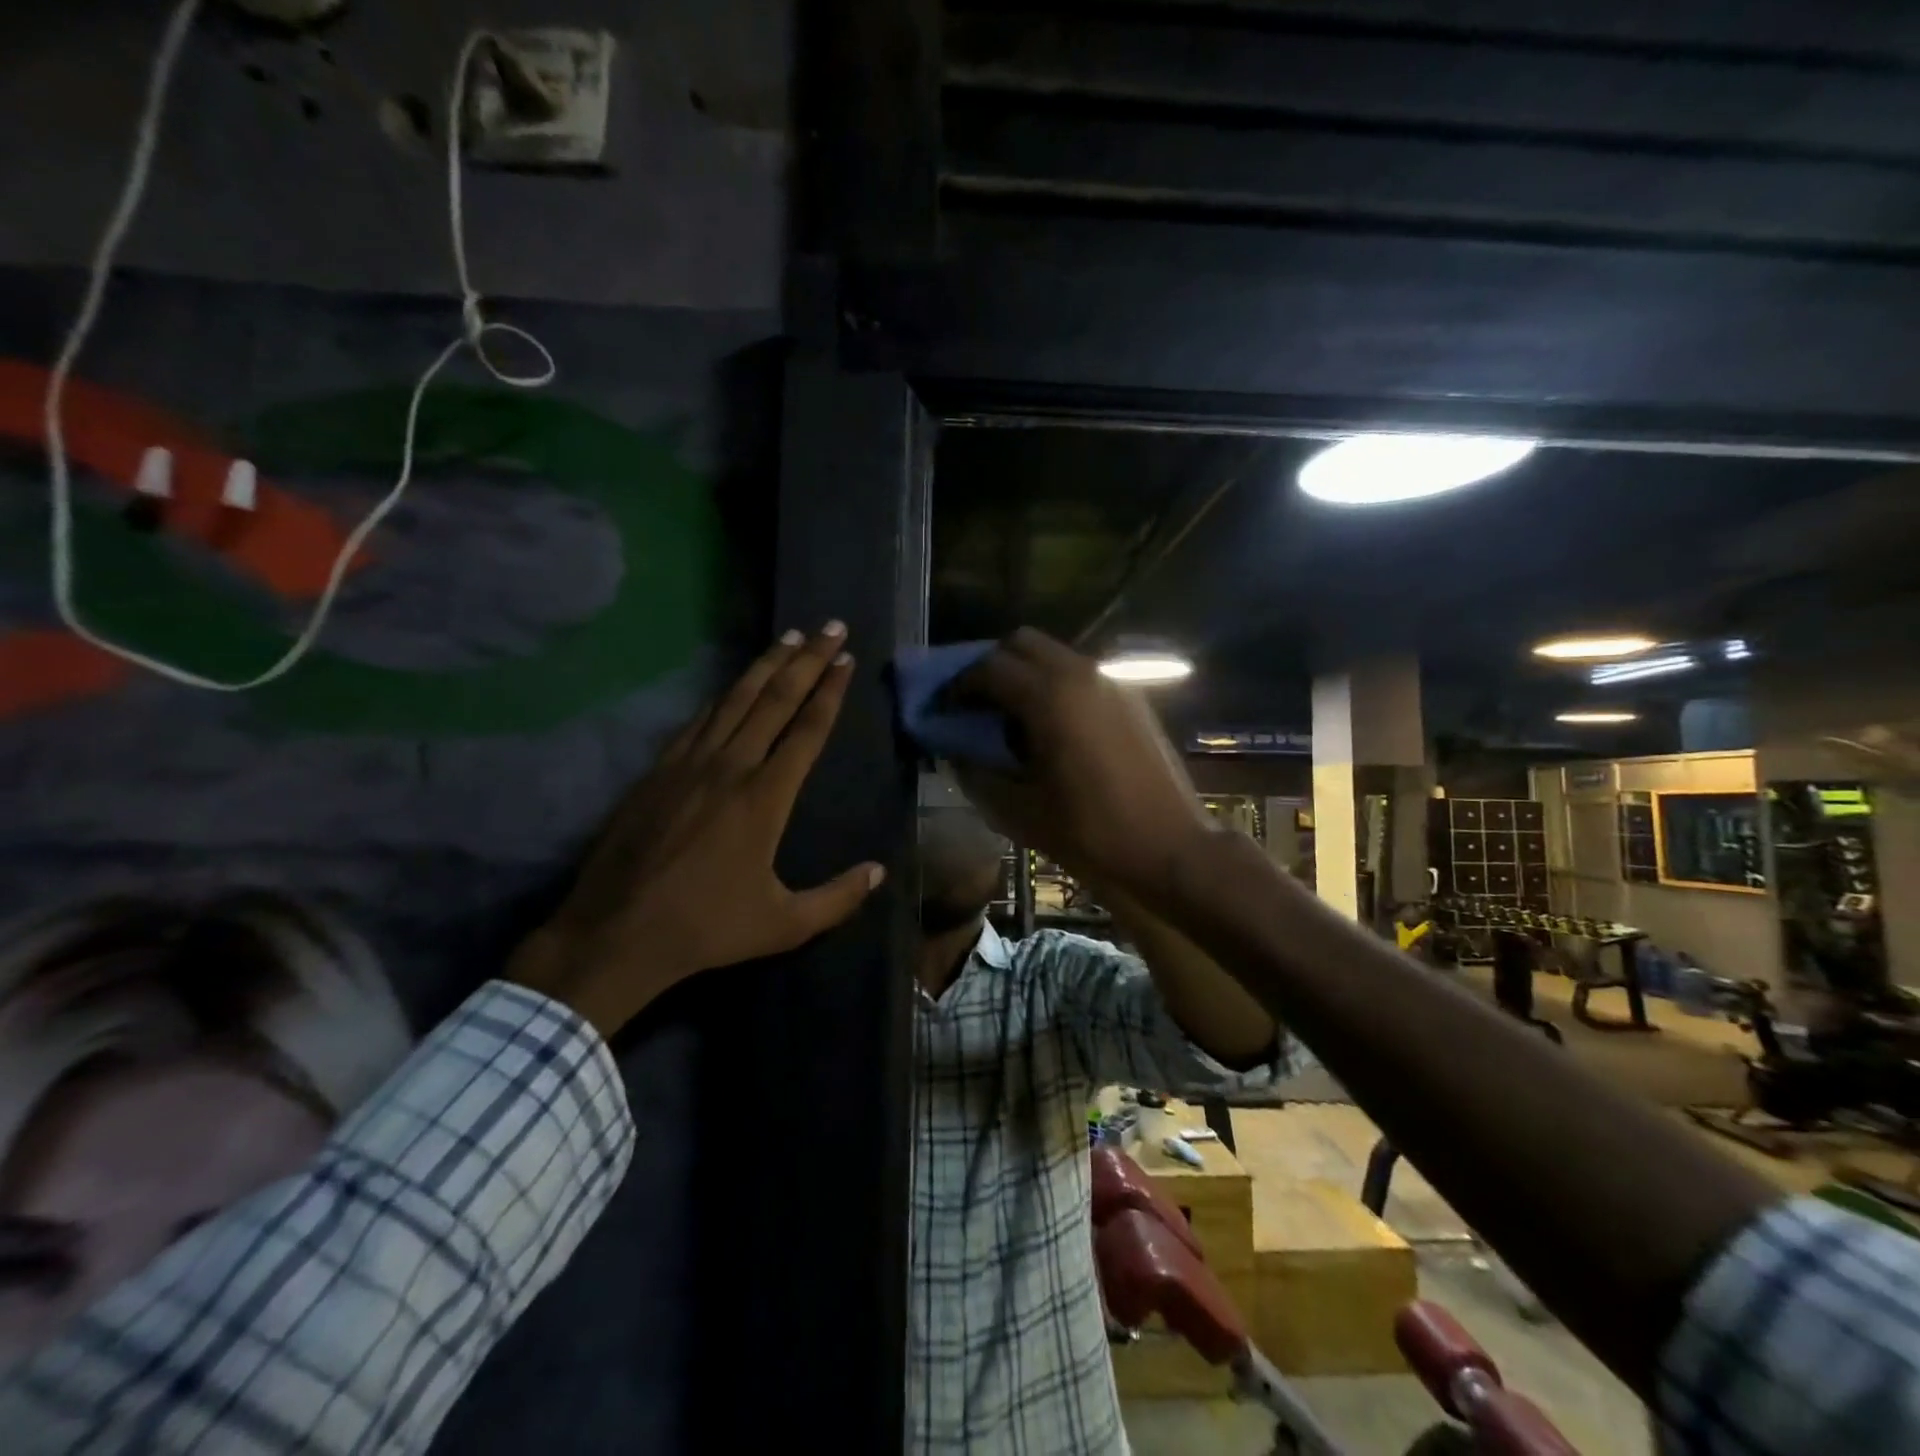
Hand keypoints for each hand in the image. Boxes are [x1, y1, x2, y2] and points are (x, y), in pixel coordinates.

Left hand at [508, 624, 883, 1036]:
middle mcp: (729, 767)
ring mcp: (688, 764)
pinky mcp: (657, 771)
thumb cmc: (706, 928)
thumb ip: (837, 898)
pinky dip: (722, 695)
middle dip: (807, 660)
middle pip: (775, 700)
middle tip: (830, 626)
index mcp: (764, 798)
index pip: (806, 730)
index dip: (829, 691)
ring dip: (765, 665)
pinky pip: (699, 720)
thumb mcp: (784, 924)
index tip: (845, 659)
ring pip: (734, 700)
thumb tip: (879, 871)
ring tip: (789, 636)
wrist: (616, 933)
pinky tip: (733, 684)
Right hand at [954, 628, 1217, 897]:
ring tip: (1012, 716)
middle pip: (1022, 643)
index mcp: (1049, 697)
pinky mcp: (1132, 698)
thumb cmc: (1091, 833)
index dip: (959, 686)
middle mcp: (1081, 674)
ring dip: (1025, 674)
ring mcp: (1112, 682)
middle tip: (976, 704)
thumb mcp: (1020, 812)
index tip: (946, 710)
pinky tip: (1052, 727)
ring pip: (1054, 655)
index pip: (988, 668)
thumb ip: (978, 774)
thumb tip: (956, 752)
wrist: (1170, 848)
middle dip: (991, 666)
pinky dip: (1055, 685)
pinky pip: (1081, 674)